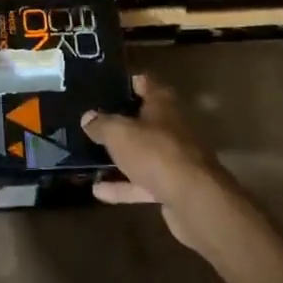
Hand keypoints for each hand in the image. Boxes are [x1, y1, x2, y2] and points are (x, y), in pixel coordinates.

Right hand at [83, 74, 235, 246]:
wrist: (194, 200)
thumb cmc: (156, 153)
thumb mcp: (119, 134)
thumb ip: (102, 124)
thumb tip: (88, 117)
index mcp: (163, 104)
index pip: (145, 83)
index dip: (127, 82)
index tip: (105, 85)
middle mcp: (172, 127)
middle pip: (144, 119)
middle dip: (121, 121)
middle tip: (92, 121)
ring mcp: (174, 158)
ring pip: (143, 153)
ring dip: (120, 156)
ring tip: (91, 157)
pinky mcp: (173, 186)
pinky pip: (143, 182)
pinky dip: (123, 186)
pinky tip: (98, 191)